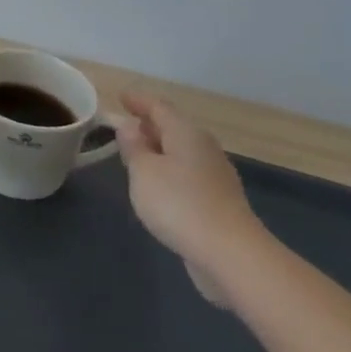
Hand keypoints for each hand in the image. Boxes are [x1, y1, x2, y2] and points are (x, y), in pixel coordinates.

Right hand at [112, 92, 266, 306]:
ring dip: (159, 149)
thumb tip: (129, 126)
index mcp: (186, 133)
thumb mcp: (143, 171)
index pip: (159, 107)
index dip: (138, 100)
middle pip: (173, 127)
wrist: (230, 254)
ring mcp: (215, 175)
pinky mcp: (218, 201)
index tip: (120, 97)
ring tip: (136, 154)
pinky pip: (187, 173)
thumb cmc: (178, 203)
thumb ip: (133, 146)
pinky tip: (157, 184)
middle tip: (124, 126)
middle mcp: (204, 148)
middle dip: (149, 124)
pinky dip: (169, 170)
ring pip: (181, 151)